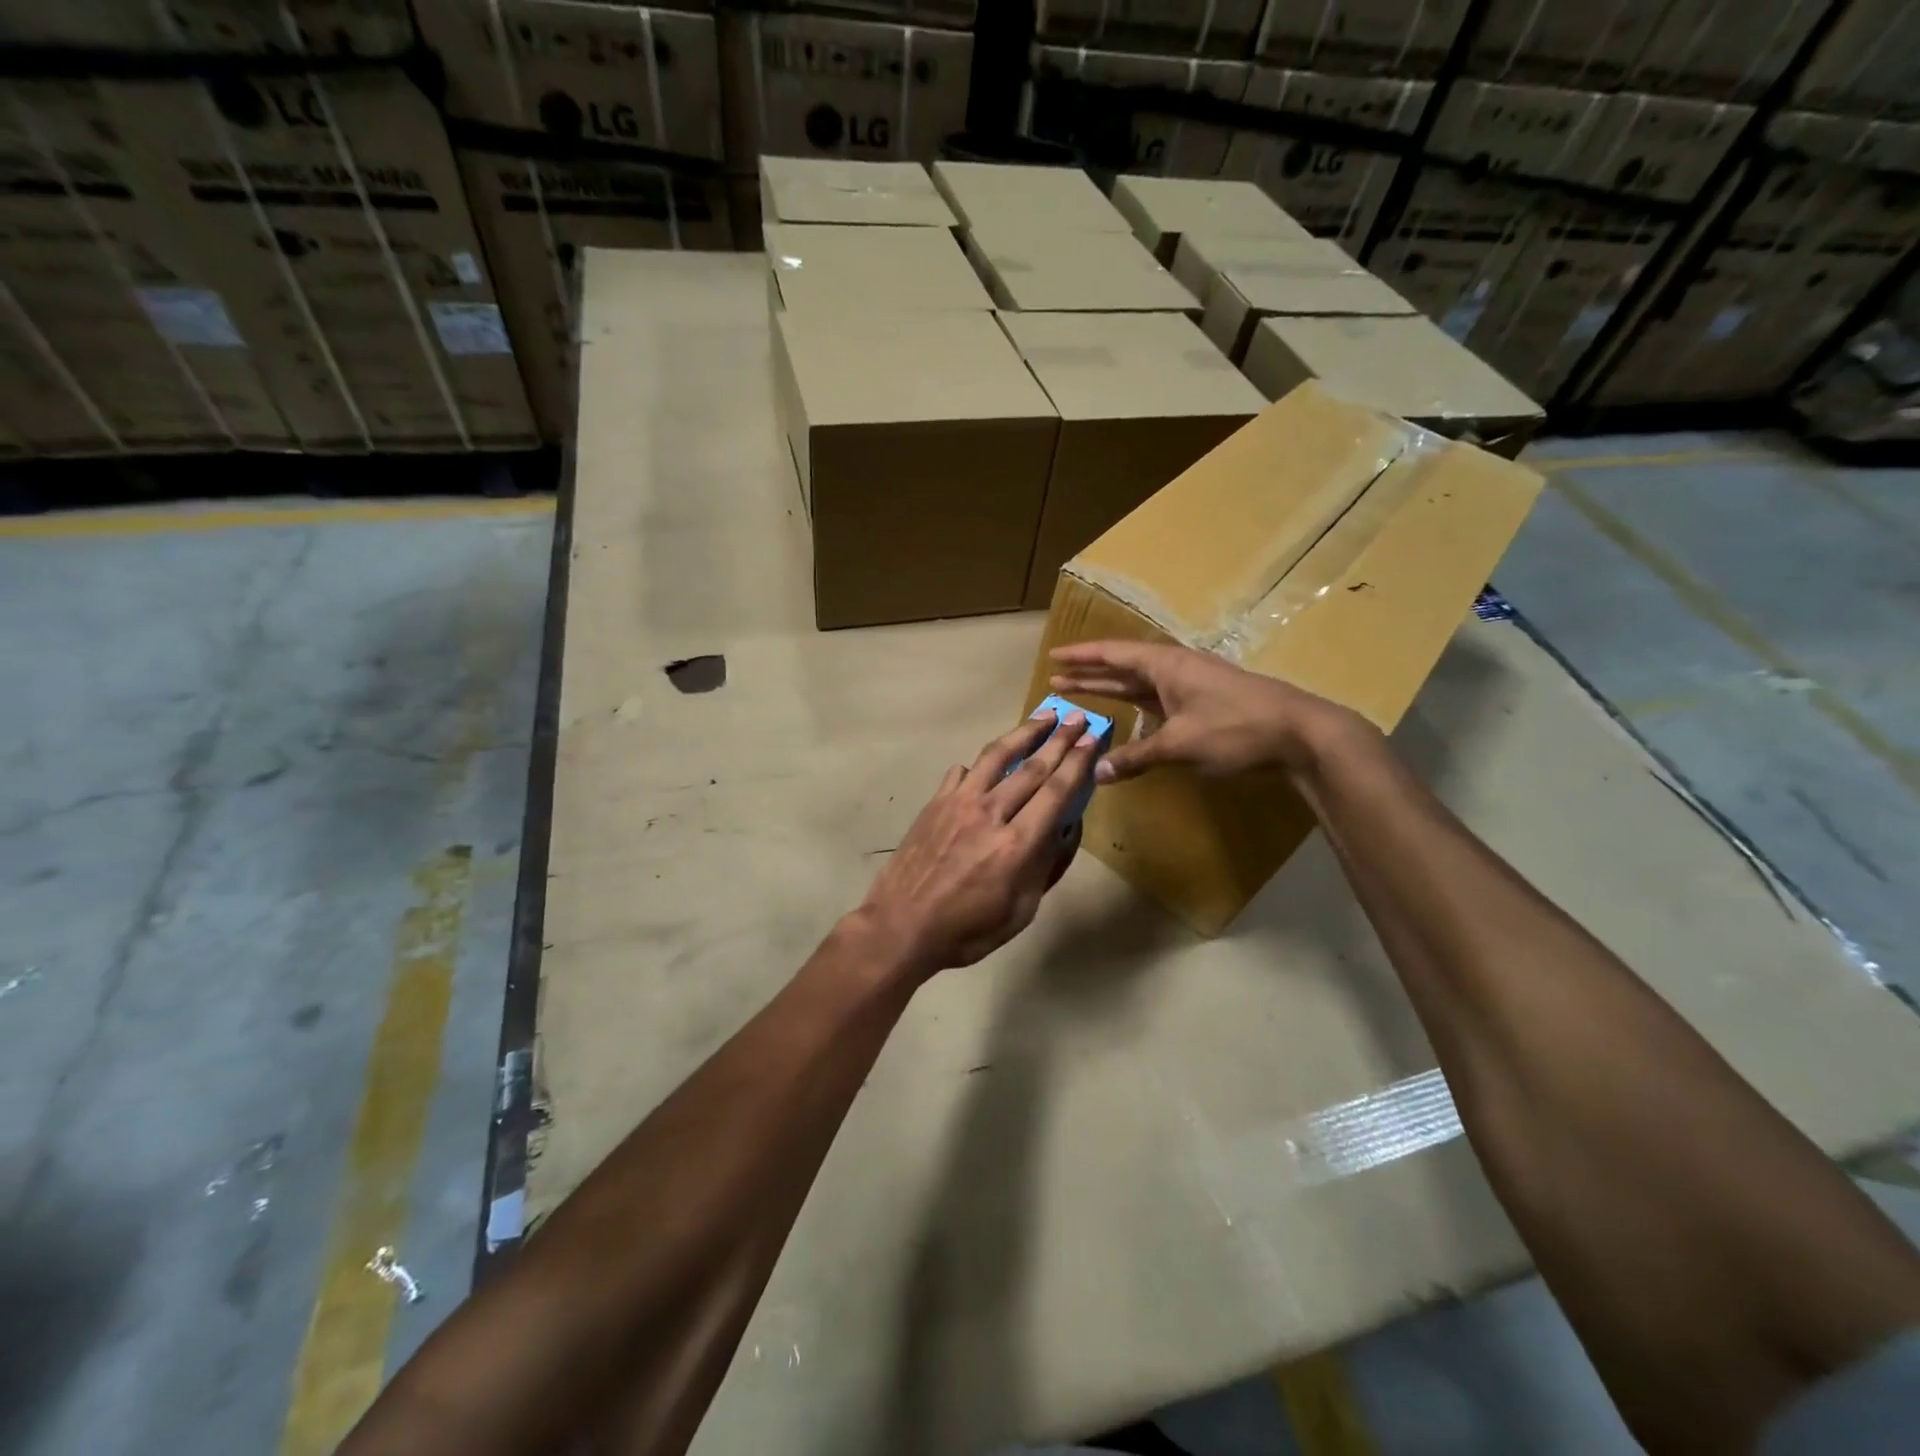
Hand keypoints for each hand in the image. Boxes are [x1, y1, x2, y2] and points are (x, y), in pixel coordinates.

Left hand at [853, 711, 1098, 980]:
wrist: (900, 925)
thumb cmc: (966, 929)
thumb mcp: (1020, 911)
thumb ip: (1044, 866)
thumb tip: (1065, 829)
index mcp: (1017, 844)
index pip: (1056, 792)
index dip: (1077, 763)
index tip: (1092, 740)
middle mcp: (990, 813)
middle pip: (1032, 767)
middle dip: (1060, 740)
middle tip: (1078, 718)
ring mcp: (958, 803)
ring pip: (996, 757)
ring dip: (1023, 733)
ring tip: (1042, 716)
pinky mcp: (935, 803)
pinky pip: (961, 772)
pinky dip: (979, 763)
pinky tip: (986, 760)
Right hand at [1050, 640, 1364, 782]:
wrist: (1300, 734)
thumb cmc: (1236, 728)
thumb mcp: (1180, 744)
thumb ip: (1136, 757)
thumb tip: (1097, 772)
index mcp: (1166, 665)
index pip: (1113, 655)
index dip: (1082, 657)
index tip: (1053, 658)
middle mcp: (1175, 669)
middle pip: (1123, 667)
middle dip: (1090, 673)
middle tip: (1056, 679)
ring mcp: (1191, 686)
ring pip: (1140, 684)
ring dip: (1111, 688)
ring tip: (1079, 693)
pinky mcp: (1203, 704)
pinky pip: (1157, 699)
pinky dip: (1136, 706)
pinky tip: (1126, 715)